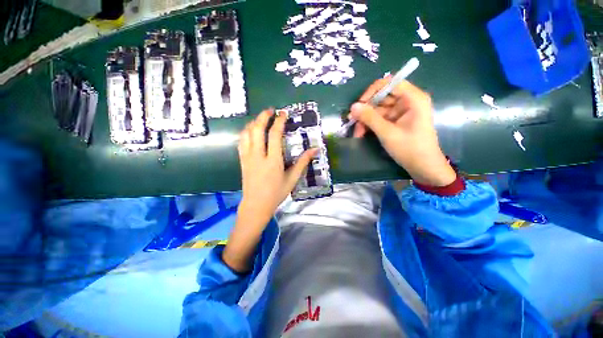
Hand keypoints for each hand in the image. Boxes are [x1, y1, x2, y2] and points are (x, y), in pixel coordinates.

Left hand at [223, 109, 316, 271]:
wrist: (256, 205)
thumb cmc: (276, 193)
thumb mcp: (292, 179)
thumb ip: (303, 162)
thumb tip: (315, 150)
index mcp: (273, 161)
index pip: (274, 135)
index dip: (279, 121)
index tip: (283, 113)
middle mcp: (258, 156)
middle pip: (257, 129)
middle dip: (263, 116)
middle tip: (271, 110)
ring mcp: (247, 157)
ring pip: (246, 133)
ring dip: (253, 122)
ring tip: (261, 118)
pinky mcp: (242, 160)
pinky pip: (241, 141)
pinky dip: (245, 132)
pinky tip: (250, 130)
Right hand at [349, 78, 455, 186]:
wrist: (423, 167)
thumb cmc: (410, 149)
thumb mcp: (387, 133)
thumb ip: (370, 118)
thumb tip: (353, 106)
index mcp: (413, 98)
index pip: (390, 83)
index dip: (372, 91)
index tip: (359, 105)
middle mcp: (408, 101)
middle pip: (382, 97)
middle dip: (366, 110)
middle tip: (352, 121)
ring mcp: (402, 111)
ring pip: (379, 109)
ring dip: (366, 120)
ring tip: (357, 133)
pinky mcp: (397, 121)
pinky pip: (380, 118)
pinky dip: (371, 125)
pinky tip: (362, 134)